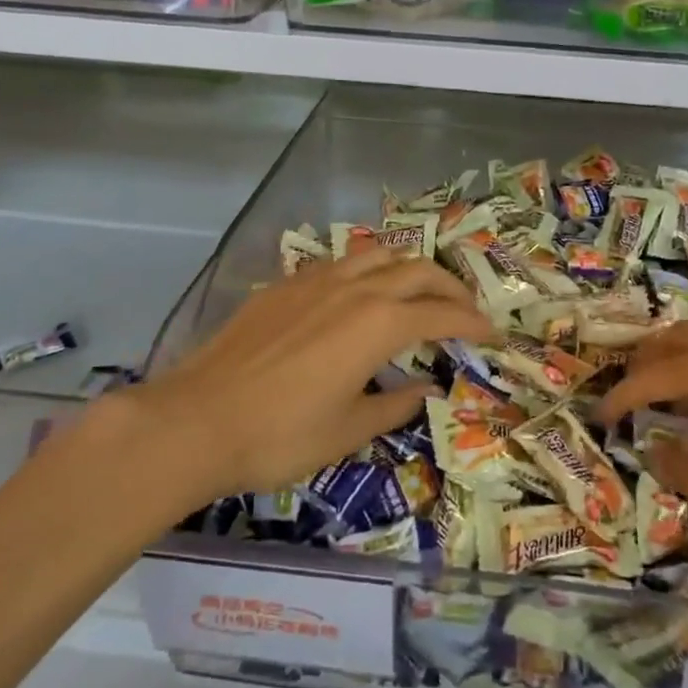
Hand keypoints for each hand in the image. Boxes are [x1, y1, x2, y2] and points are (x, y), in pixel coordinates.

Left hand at [130, 249, 491, 505]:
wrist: (196, 419)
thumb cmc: (280, 435)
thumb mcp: (348, 430)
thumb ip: (395, 404)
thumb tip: (425, 388)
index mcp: (380, 323)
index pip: (442, 313)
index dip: (471, 322)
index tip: (490, 332)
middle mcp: (355, 288)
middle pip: (417, 270)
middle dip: (449, 287)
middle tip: (463, 310)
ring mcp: (317, 279)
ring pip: (378, 253)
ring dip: (408, 267)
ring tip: (417, 291)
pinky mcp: (285, 284)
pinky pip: (340, 262)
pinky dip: (367, 270)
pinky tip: (359, 294)